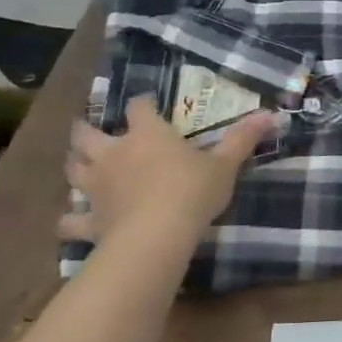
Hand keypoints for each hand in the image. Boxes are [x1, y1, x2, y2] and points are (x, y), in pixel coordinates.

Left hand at [58, 98, 276, 249]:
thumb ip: (243, 139)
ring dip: (74, 166)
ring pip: (72, 170)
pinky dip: (70, 219)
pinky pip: (70, 219)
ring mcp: (96, 187)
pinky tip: (72, 222)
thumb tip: (272, 114)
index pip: (139, 108)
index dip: (142, 105)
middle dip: (85, 131)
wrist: (156, 236)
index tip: (147, 105)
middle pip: (86, 134)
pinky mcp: (89, 220)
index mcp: (147, 134)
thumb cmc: (192, 192)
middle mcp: (114, 154)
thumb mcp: (224, 165)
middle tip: (89, 131)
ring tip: (79, 167)